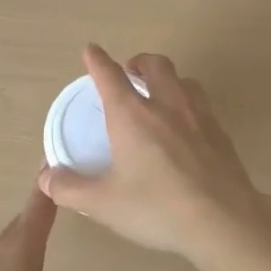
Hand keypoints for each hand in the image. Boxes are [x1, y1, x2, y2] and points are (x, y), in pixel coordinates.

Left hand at [0, 185, 116, 270]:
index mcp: (18, 249)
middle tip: (64, 198)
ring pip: (8, 242)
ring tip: (46, 236)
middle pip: (22, 221)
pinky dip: (12, 256)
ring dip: (27, 235)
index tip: (58, 156)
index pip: (39, 204)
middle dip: (43, 209)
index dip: (49, 182)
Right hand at [39, 44, 270, 266]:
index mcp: (132, 116)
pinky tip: (186, 125)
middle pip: (153, 65)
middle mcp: (166, 105)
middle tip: (129, 72)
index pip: (110, 76)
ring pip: (183, 79)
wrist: (223, 221)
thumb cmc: (157, 208)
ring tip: (159, 94)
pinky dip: (188, 102)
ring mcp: (198, 116)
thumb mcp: (104, 204)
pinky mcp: (221, 132)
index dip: (97, 61)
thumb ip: (71, 189)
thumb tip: (46, 178)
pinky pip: (201, 103)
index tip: (91, 50)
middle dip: (138, 61)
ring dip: (167, 78)